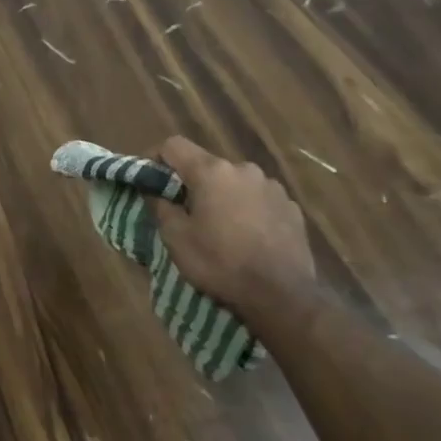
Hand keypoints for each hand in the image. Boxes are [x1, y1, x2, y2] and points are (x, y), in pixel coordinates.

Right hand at [145, 134, 315, 308]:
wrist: (283, 296)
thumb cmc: (221, 263)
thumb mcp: (176, 239)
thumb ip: (161, 207)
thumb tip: (154, 191)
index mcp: (212, 172)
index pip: (174, 145)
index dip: (156, 158)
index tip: (149, 180)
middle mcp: (243, 169)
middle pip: (207, 165)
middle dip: (192, 182)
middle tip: (184, 211)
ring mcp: (272, 187)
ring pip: (235, 182)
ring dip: (222, 195)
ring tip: (220, 226)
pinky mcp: (292, 207)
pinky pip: (259, 199)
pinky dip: (247, 209)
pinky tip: (248, 236)